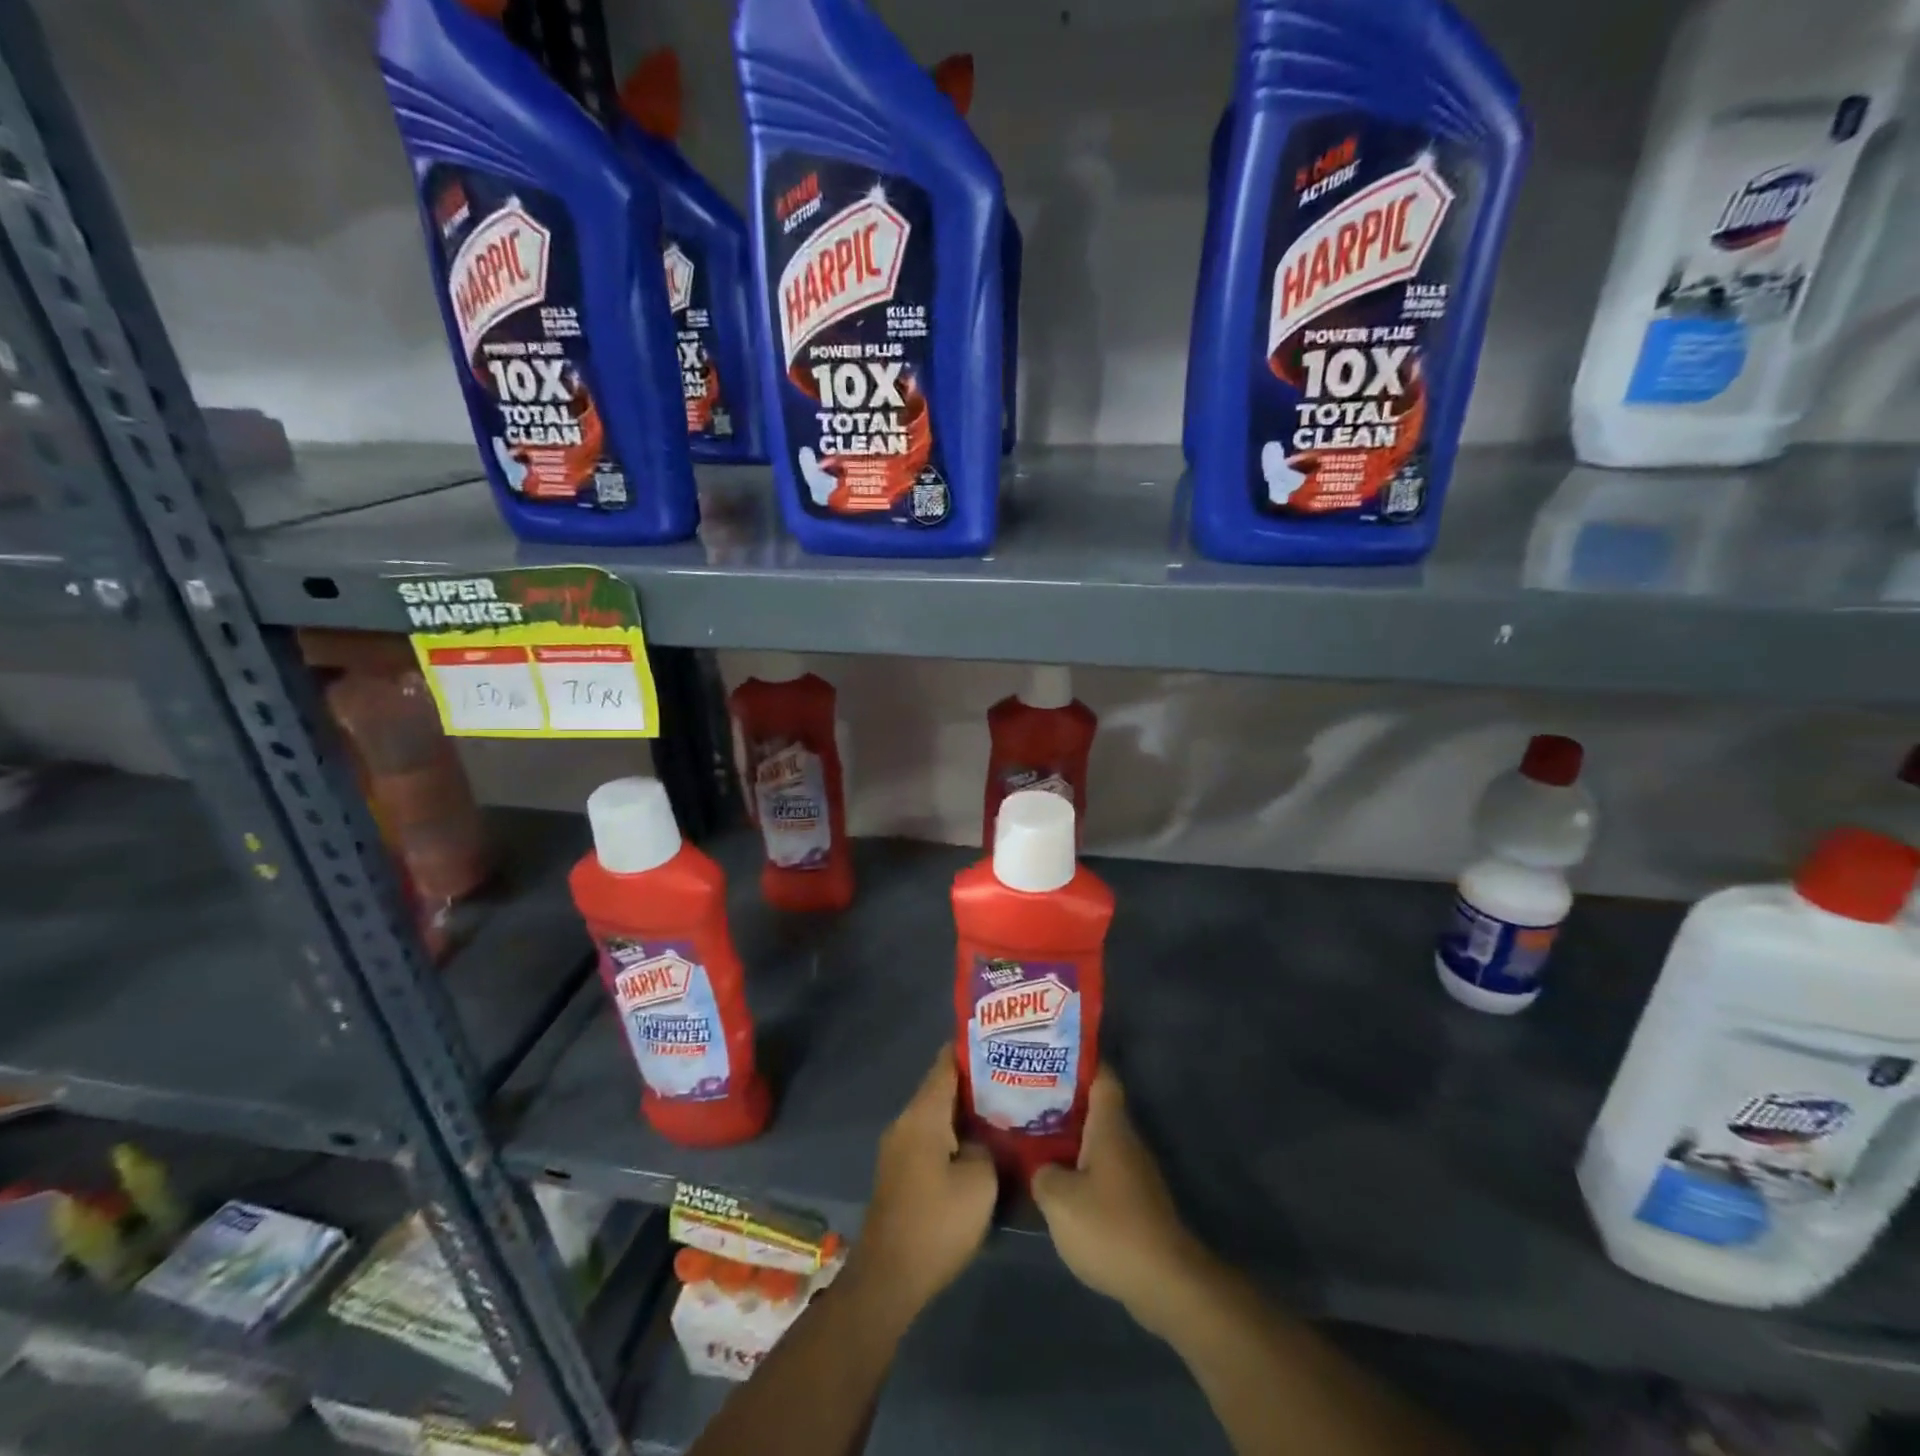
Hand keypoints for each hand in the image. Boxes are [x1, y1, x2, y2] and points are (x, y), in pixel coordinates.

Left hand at [846, 1046, 996, 1325]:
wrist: (888, 1279)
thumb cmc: (936, 1224)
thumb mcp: (979, 1183)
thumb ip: (985, 1147)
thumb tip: (981, 1137)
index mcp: (923, 1114)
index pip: (946, 1063)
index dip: (972, 1048)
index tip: (1001, 1039)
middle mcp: (906, 1122)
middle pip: (942, 1087)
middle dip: (975, 1080)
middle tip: (1013, 1075)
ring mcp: (899, 1147)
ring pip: (937, 1114)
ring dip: (965, 1110)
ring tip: (1004, 1107)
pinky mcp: (901, 1172)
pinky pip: (931, 1137)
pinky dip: (954, 1133)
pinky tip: (980, 1144)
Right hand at [1031, 1064, 1214, 1337]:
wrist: (1164, 1282)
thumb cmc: (1110, 1227)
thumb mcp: (1059, 1199)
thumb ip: (1042, 1174)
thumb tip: (1040, 1167)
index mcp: (1110, 1126)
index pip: (1101, 1076)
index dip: (1078, 1061)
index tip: (1049, 1054)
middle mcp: (1125, 1140)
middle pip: (1095, 1107)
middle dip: (1063, 1100)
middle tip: (1026, 1095)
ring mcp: (1133, 1171)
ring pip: (1097, 1140)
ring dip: (1069, 1137)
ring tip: (1033, 1134)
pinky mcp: (1135, 1201)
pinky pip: (1102, 1170)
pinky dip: (1080, 1168)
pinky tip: (1056, 1180)